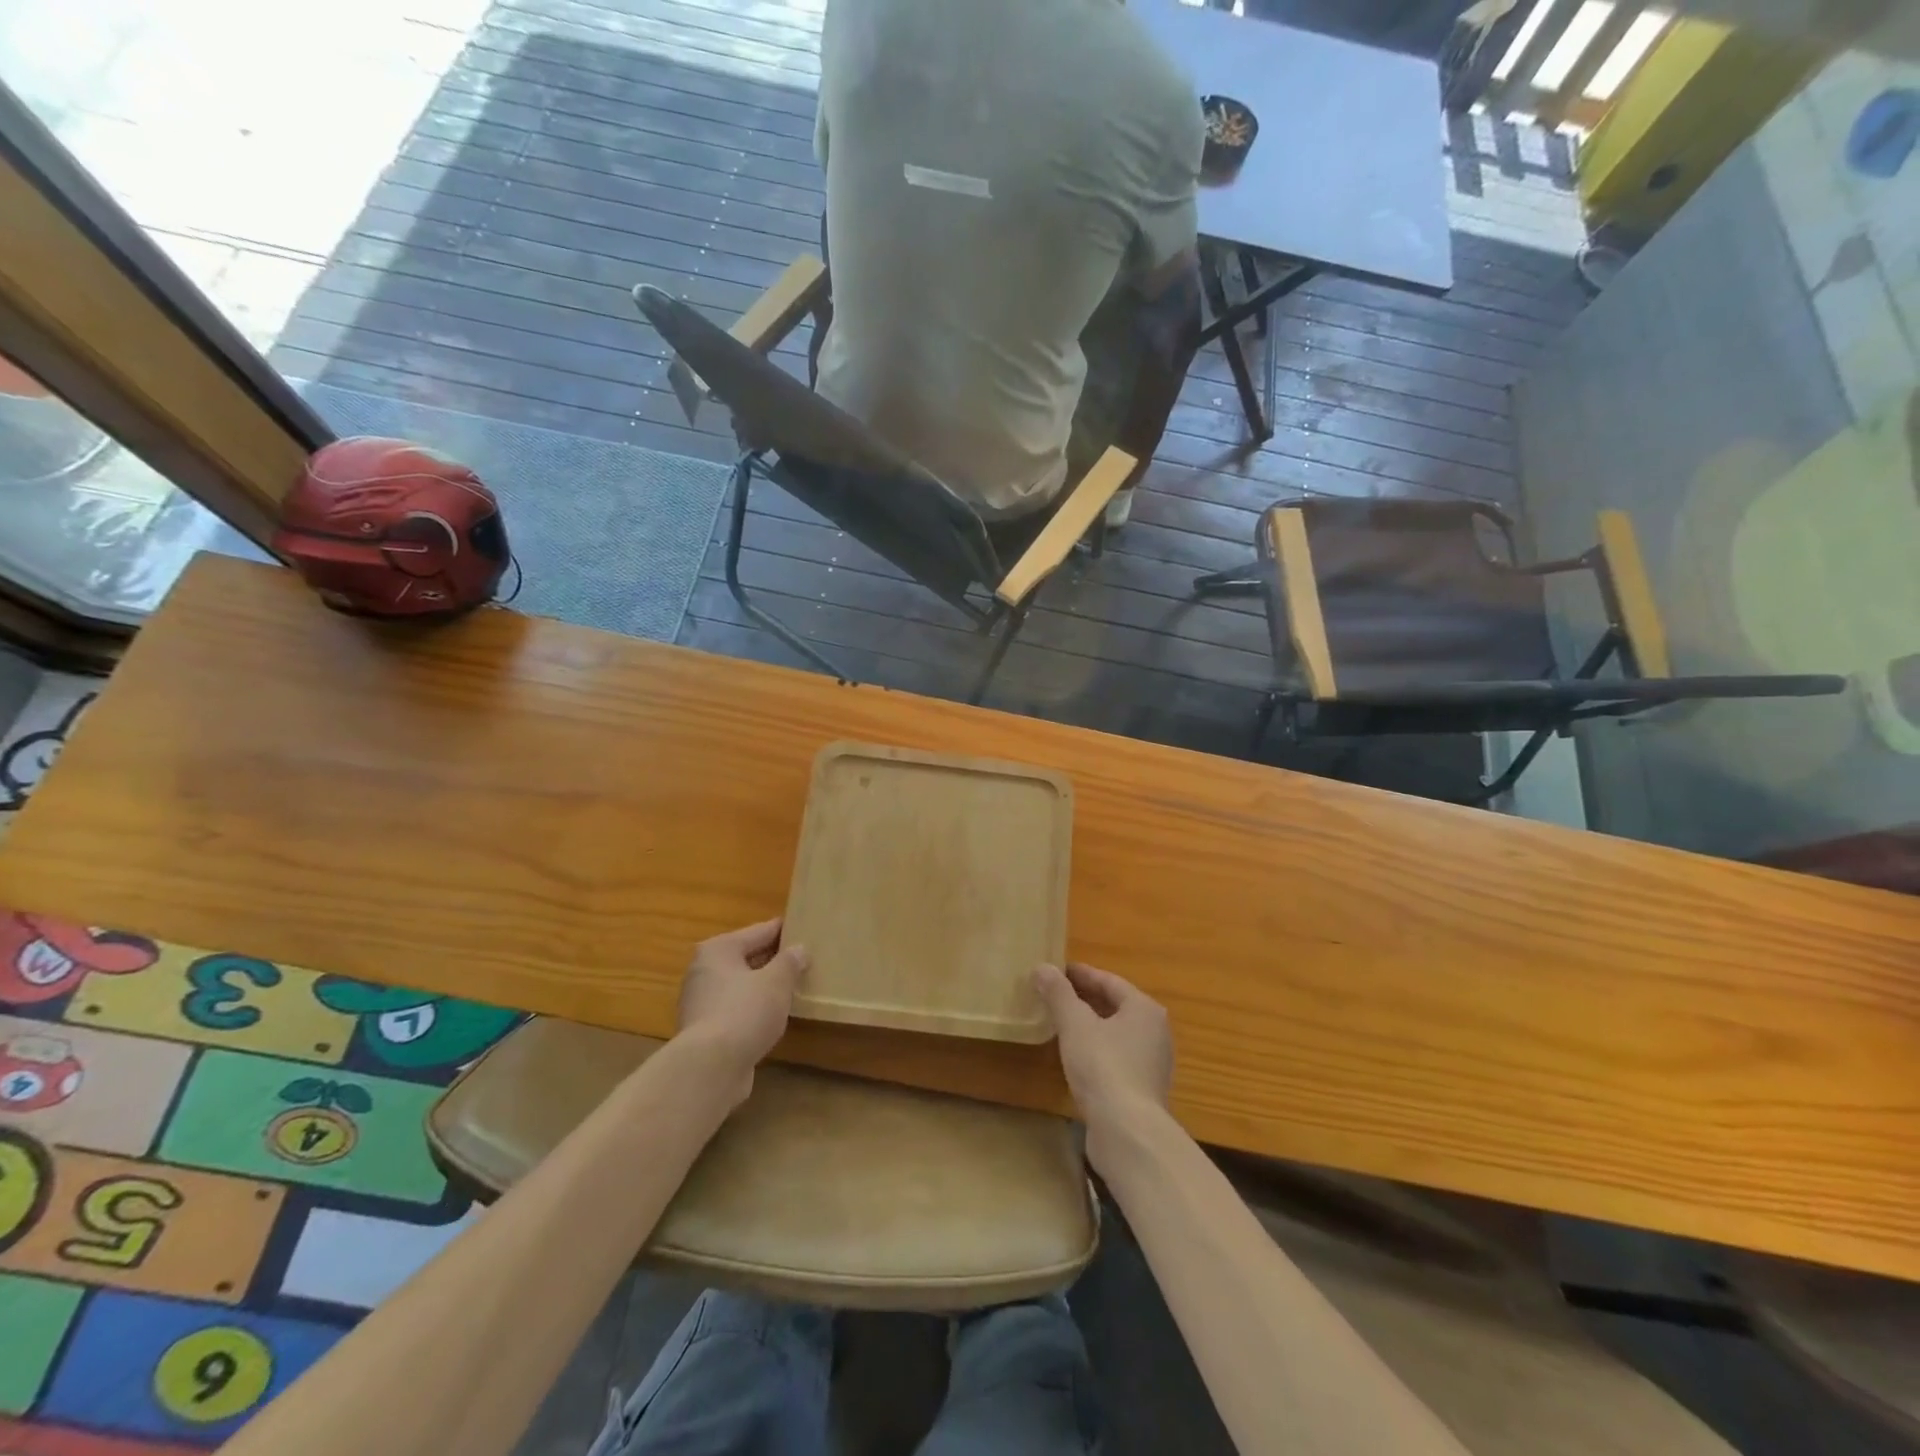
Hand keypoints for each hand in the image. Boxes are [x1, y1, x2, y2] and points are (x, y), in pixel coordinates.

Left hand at [677, 918, 808, 1094]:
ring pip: (741, 986)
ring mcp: (701, 1003)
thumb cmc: (744, 1011)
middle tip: (804, 959)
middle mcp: (704, 971)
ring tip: (794, 987)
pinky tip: (775, 1016)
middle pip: (747, 958)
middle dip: (773, 960)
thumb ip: (790, 962)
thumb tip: (798, 950)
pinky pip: (737, 1010)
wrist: (710, 1068)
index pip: (758, 931)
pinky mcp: (705, 1032)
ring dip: (764, 987)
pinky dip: (754, 1010)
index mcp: (718, 950)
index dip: (783, 930)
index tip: (804, 927)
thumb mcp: (777, 981)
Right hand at [1033, 962, 1172, 1165]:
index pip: (1109, 981)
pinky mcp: (1143, 1089)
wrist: (1128, 1132)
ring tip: (1060, 1022)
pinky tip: (1075, 1055)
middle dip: (1085, 998)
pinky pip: (1116, 1056)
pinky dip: (1096, 1048)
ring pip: (1116, 1032)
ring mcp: (1152, 1062)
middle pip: (1115, 1006)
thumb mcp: (1074, 1024)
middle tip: (1054, 994)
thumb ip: (1058, 994)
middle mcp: (1155, 1031)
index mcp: (1144, 1008)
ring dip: (1090, 1025)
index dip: (1081, 974)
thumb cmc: (1103, 1066)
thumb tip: (1042, 967)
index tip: (1056, 971)